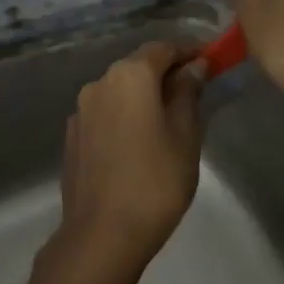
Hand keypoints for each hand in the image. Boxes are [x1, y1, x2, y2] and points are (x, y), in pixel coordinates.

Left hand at [55, 41, 203, 274]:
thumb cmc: (155, 181)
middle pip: (138, 66)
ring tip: (168, 119)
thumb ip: (188, 93)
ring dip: (143, 96)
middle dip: (166, 73)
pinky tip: (138, 141)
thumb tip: (194, 66)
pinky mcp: (73, 136)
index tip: (210, 60)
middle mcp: (100, 82)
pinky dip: (125, 115)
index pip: (163, 48)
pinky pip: (105, 113)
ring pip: (120, 90)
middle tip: (195, 91)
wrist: (102, 234)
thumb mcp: (185, 135)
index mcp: (129, 76)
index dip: (189, 51)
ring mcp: (81, 110)